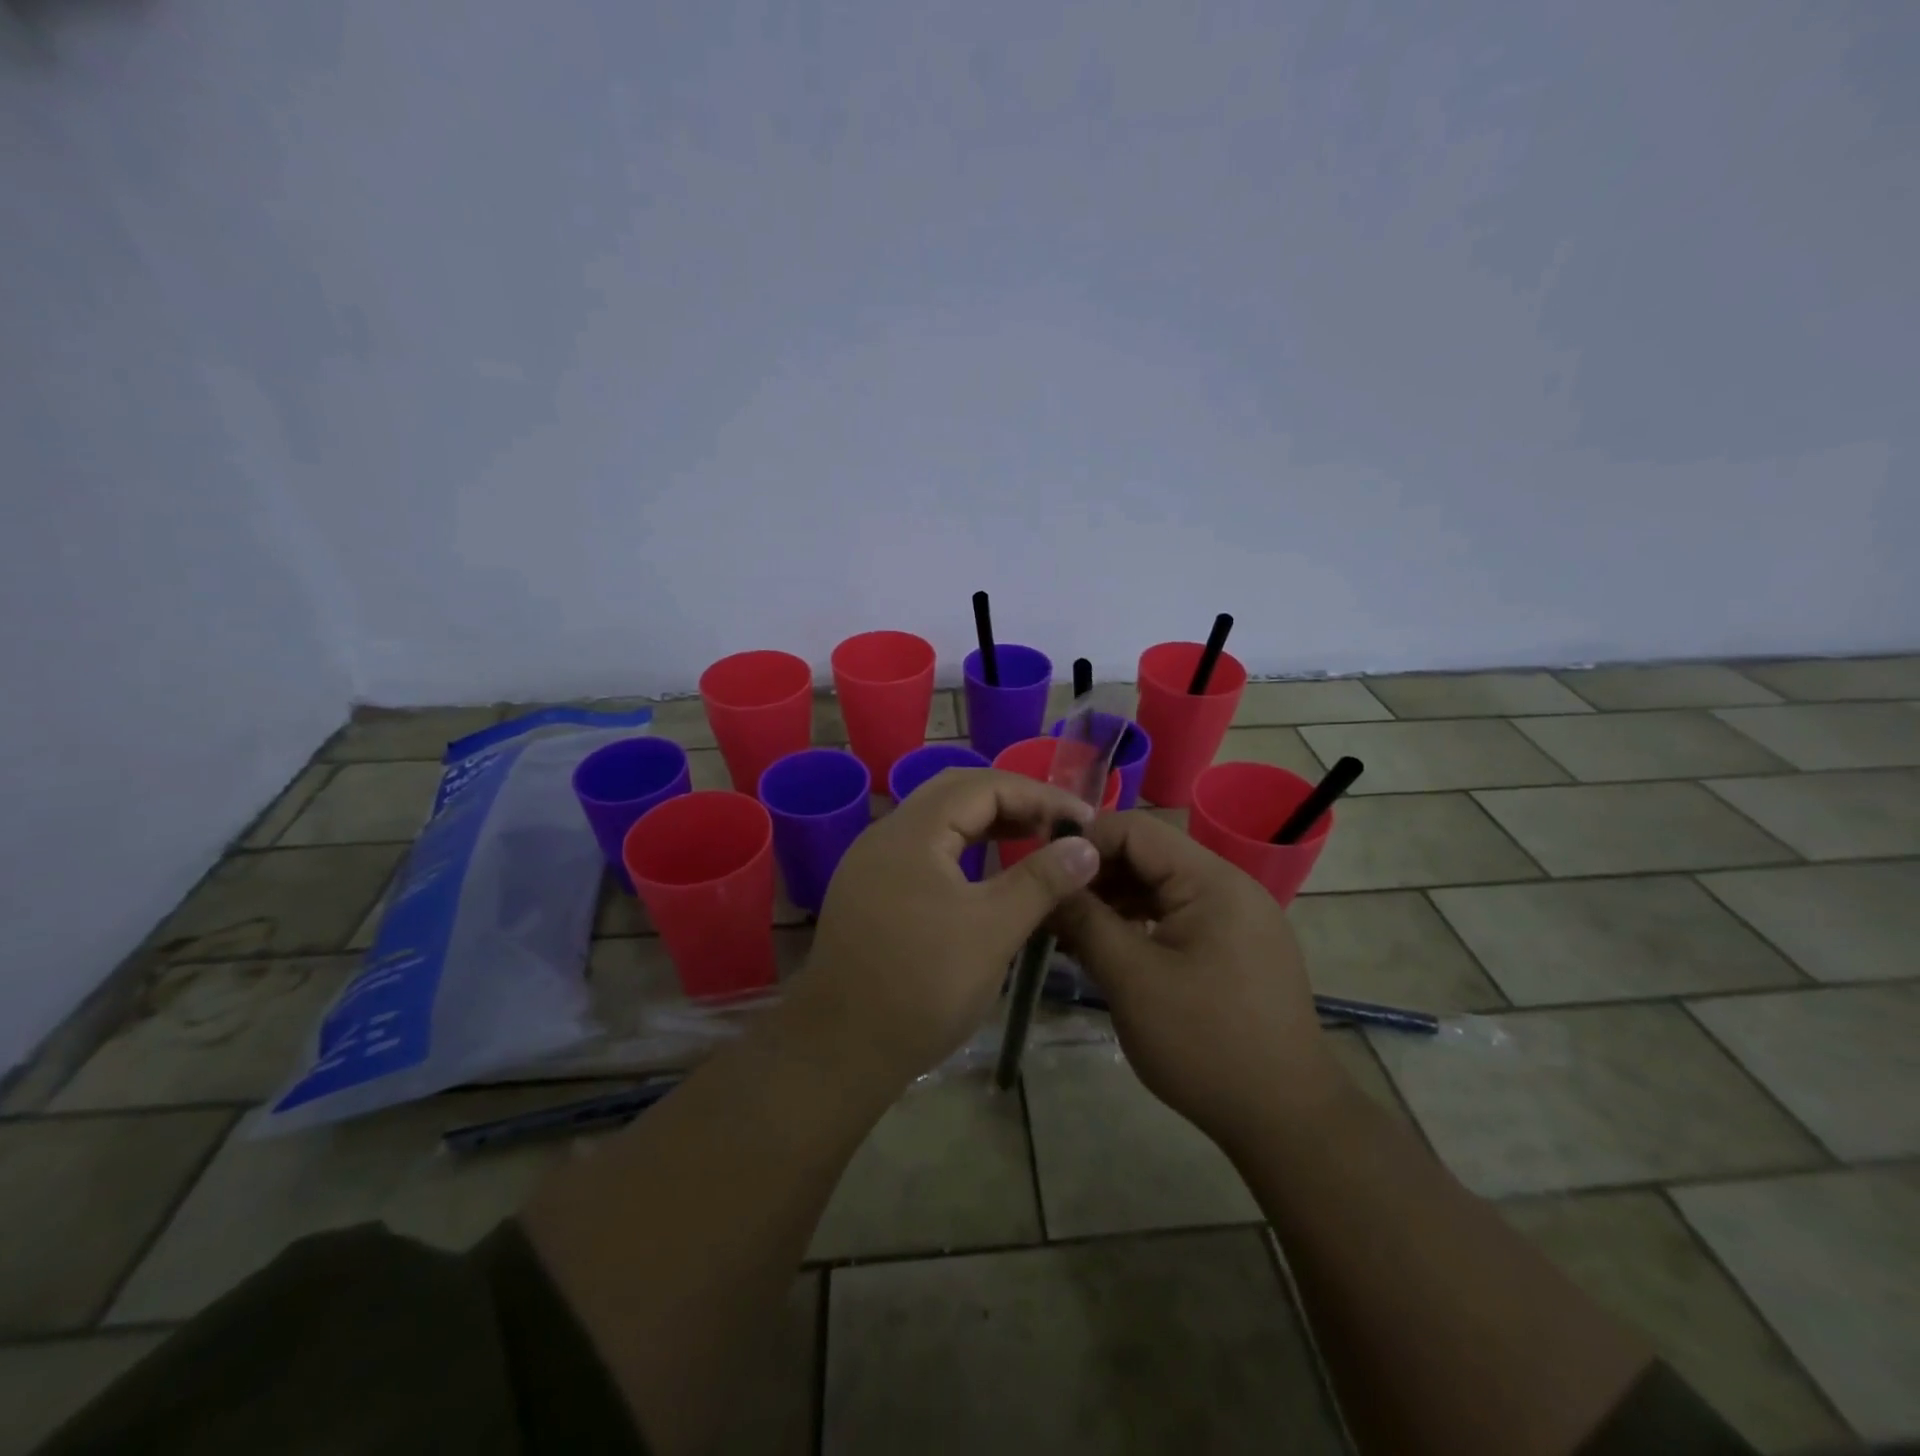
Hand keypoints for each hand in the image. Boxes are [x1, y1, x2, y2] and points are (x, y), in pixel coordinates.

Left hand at [794, 768, 1101, 1088]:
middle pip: (957, 793)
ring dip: (987, 823)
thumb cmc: (923, 985)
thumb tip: (1085, 845)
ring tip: (1033, 841)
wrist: (840, 1050)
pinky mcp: (870, 891)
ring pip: (938, 822)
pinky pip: (924, 850)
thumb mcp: (993, 930)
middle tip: (1058, 826)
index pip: (984, 785)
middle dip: (1013, 801)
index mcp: (913, 831)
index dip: (1039, 795)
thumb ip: (1042, 880)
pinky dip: (963, 848)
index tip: (1084, 820)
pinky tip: (986, 875)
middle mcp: (887, 834)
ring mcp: (872, 863)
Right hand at [1051, 811, 1345, 1150]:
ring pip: (1159, 888)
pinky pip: (1177, 917)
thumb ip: (1085, 921)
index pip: (1135, 829)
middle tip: (1050, 907)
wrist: (1287, 1121)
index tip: (1042, 871)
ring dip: (1113, 901)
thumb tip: (1048, 883)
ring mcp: (1236, 918)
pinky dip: (1139, 925)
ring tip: (1070, 932)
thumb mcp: (1132, 979)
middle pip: (1148, 856)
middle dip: (1095, 875)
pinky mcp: (1235, 948)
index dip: (1083, 841)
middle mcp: (1228, 886)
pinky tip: (1108, 950)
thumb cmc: (1205, 1044)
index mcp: (1211, 881)